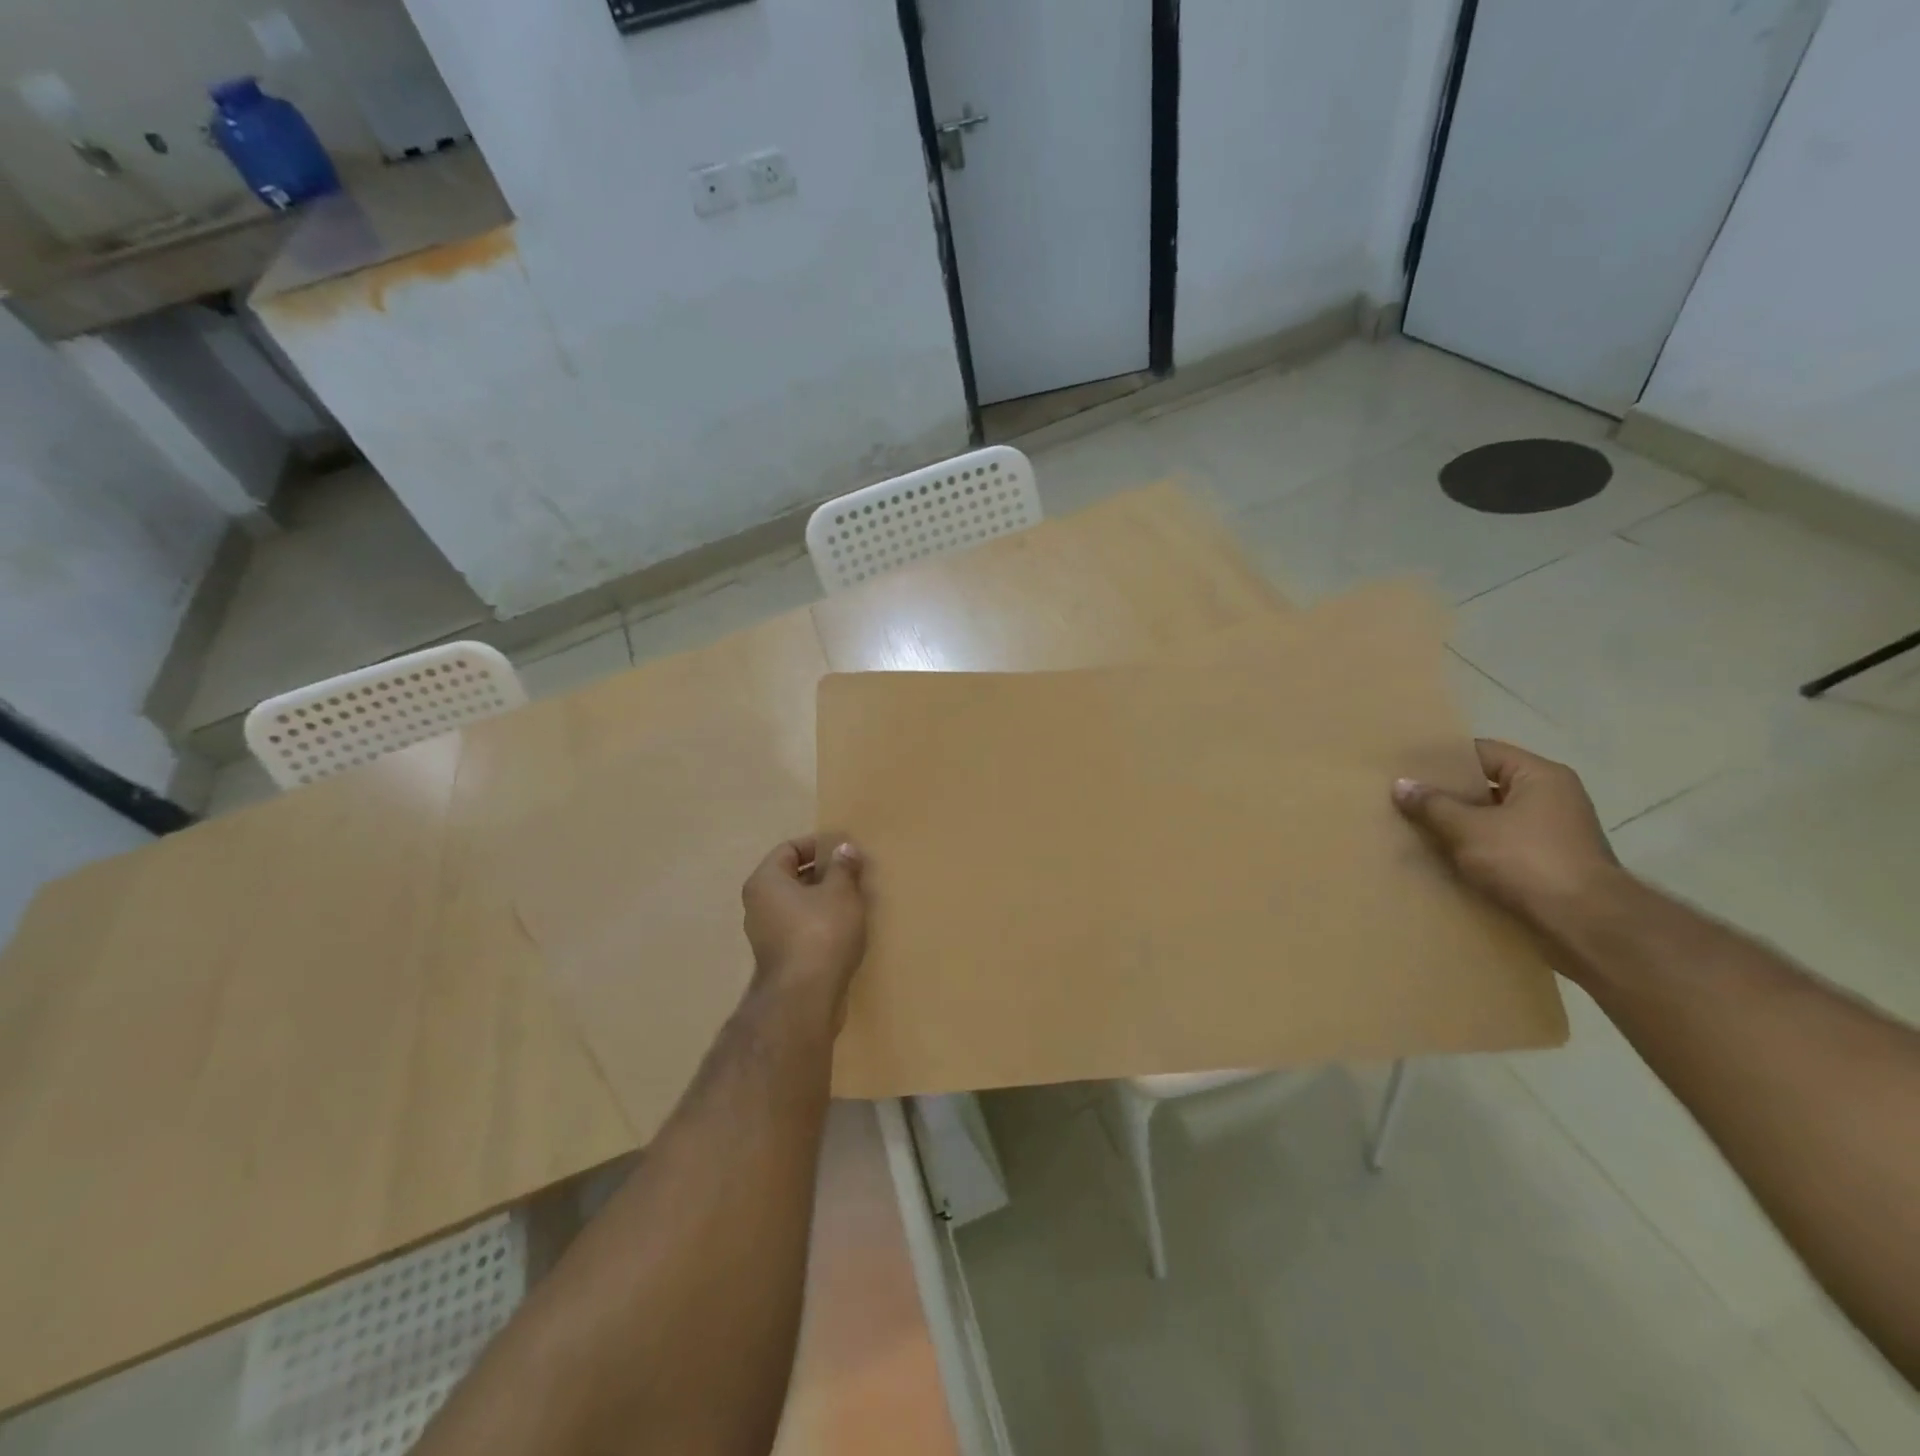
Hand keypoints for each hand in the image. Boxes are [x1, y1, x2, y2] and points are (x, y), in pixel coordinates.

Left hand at [741, 834, 868, 1021]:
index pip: (790, 849)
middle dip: (824, 872)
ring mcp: (765, 934)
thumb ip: (843, 866)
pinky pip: (801, 927)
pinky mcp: (779, 957)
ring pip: (798, 904)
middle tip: (854, 874)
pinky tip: (845, 927)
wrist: (805, 998)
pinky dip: (820, 922)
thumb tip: (844, 848)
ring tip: (854, 900)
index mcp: (765, 881)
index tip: (846, 850)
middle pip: (792, 876)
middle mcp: (757, 905)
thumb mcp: (841, 892)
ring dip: (824, 899)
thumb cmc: (821, 932)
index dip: (819, 845)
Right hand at [1392, 739, 1624, 928]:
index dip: (1444, 759)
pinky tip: (1443, 858)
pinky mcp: (1550, 864)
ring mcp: (1554, 833)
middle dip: (1448, 794)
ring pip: (1493, 819)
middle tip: (1405, 798)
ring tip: (1417, 828)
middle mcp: (1553, 798)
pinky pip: (1502, 846)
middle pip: (1488, 786)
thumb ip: (1432, 805)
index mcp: (1540, 776)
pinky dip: (1475, 849)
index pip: (1483, 752)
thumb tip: (1401, 784)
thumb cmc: (1527, 860)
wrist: (1586, 925)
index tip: (1408, 766)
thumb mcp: (1468, 828)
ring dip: (1459, 825)